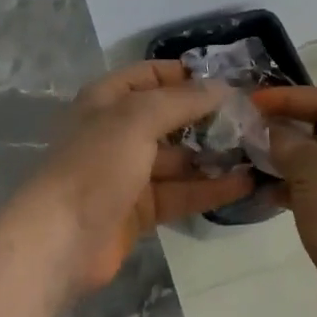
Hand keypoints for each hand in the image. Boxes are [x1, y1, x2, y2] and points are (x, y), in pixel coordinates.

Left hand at [21, 60, 254, 296]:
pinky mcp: (139, 211)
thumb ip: (181, 101)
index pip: (150, 76)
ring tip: (258, 152)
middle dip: (207, 118)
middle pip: (168, 118)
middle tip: (252, 120)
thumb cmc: (94, 165)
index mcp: (106, 100)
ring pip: (178, 159)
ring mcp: (127, 173)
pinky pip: (180, 193)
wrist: (58, 241)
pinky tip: (245, 184)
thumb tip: (223, 87)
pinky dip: (209, 189)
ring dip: (213, 155)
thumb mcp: (137, 119)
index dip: (185, 75)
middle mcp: (117, 132)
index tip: (228, 82)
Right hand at [251, 85, 316, 316]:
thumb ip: (285, 140)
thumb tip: (267, 128)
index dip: (287, 98)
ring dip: (289, 158)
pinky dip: (298, 185)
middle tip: (249, 126)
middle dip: (287, 128)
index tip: (252, 100)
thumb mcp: (311, 169)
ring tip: (252, 156)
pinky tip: (267, 190)